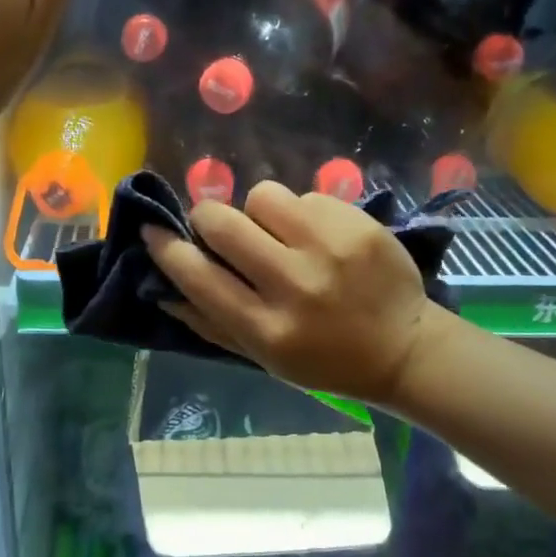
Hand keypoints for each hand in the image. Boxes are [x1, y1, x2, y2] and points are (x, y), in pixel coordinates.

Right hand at [142, 181, 446, 407]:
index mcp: (266, 328)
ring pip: (263, 196)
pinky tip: (318, 237)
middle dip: (208, 218)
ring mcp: (330, 249)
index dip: (166, 248)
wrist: (403, 348)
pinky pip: (306, 196)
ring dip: (260, 212)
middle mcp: (294, 285)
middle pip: (222, 222)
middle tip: (219, 228)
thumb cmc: (324, 360)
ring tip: (279, 234)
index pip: (198, 276)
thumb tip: (161, 288)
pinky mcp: (358, 224)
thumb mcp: (262, 358)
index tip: (153, 230)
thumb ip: (210, 323)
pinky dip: (302, 213)